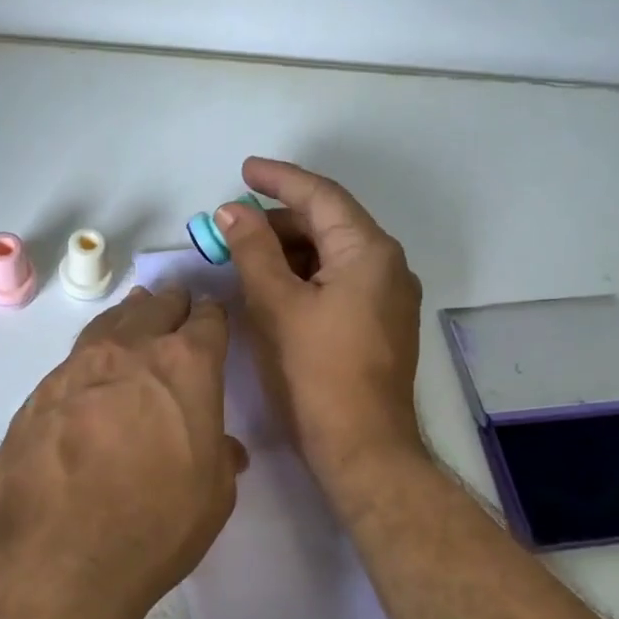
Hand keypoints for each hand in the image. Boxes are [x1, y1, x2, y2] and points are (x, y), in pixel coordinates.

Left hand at [0, 287, 246, 618]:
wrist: (52, 556)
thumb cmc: (152, 527)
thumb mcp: (211, 498)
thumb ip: (218, 457)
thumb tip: (222, 445)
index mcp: (185, 367)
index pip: (207, 322)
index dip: (213, 317)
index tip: (213, 317)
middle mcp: (131, 351)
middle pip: (155, 307)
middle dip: (172, 305)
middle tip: (177, 305)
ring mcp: (77, 367)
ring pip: (110, 323)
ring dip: (129, 316)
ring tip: (136, 312)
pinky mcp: (39, 392)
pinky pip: (75, 357)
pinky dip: (93, 352)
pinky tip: (93, 369)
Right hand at [215, 157, 425, 500]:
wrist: (362, 447)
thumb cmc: (315, 373)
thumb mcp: (275, 305)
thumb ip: (252, 250)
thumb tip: (231, 211)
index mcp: (368, 252)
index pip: (321, 196)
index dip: (279, 179)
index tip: (244, 170)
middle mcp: (388, 266)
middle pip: (328, 225)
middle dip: (278, 221)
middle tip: (230, 227)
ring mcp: (387, 298)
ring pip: (331, 257)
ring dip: (288, 251)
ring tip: (243, 257)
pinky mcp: (379, 325)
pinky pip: (338, 283)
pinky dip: (303, 277)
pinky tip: (271, 288)